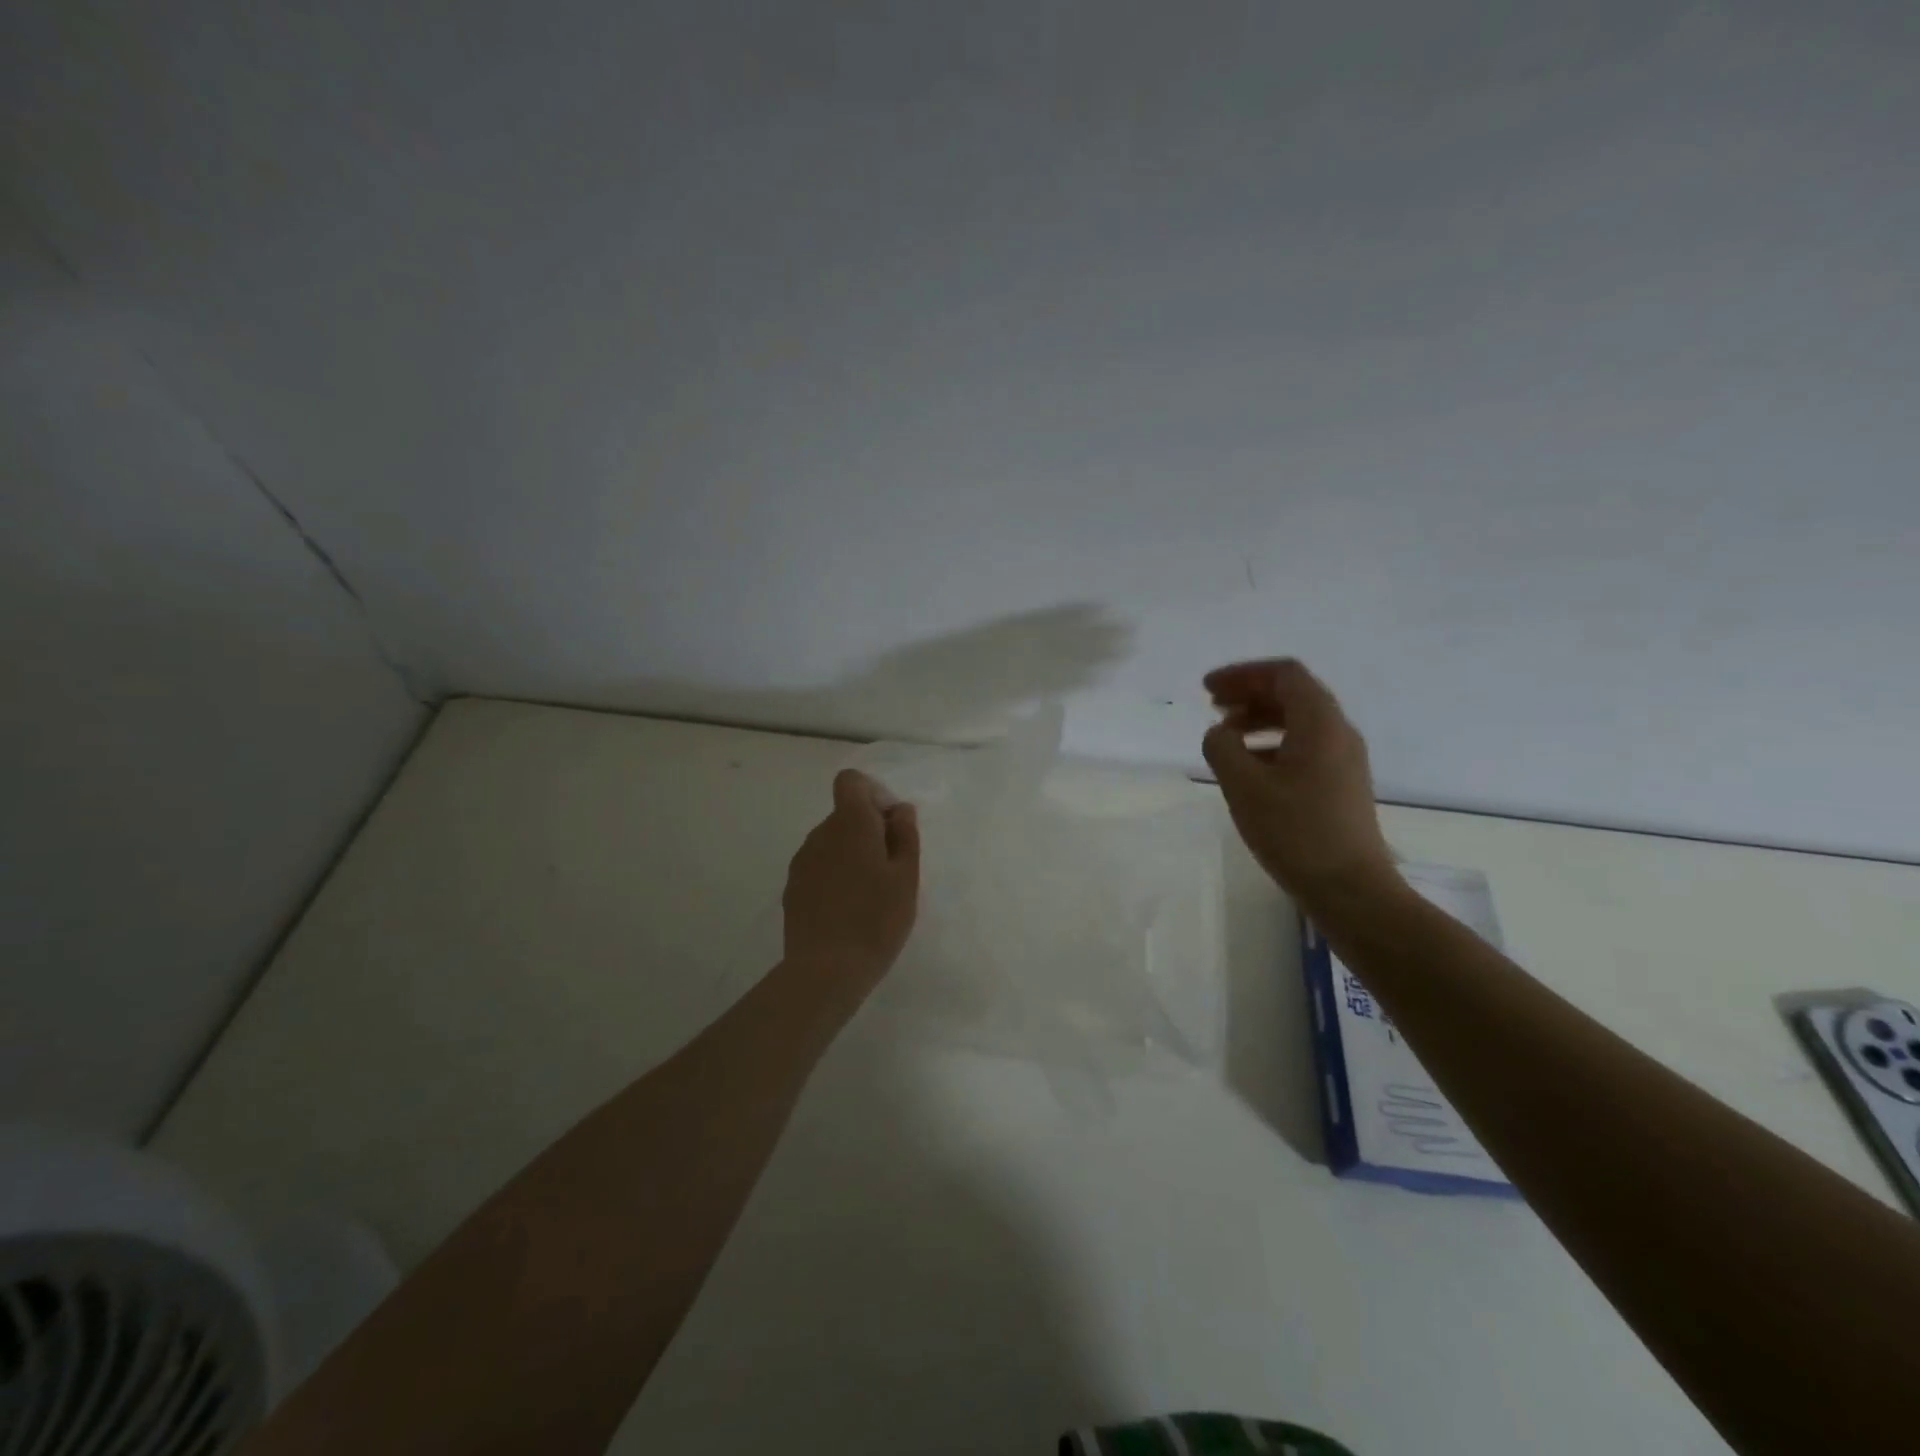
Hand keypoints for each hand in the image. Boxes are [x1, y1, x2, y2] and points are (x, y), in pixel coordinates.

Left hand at [782, 769, 920, 989]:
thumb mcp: (906, 877)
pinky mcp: (793, 888)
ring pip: (832, 842)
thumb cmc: (876, 919)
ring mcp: (802, 862)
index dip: (872, 794)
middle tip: (891, 868)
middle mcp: (820, 835)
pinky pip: (819, 867)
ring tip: (871, 894)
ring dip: (852, 854)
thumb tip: (899, 809)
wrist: (825, 970)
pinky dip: (835, 876)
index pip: (850, 782)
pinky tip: (848, 910)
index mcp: (849, 824)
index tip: (890, 825)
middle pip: (844, 814)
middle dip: (869, 830)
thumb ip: (905, 835)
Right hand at [1201, 658, 1397, 906]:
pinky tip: (1249, 767)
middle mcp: (1338, 733)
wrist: (1350, 888)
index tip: (1208, 689)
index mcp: (1320, 724)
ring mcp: (1344, 760)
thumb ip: (1222, 748)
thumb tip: (1219, 734)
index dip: (1242, 674)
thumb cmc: (1295, 832)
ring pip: (1299, 721)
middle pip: (1293, 694)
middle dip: (1249, 694)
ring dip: (1259, 719)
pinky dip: (1272, 743)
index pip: (1284, 675)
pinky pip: (1304, 746)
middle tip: (1212, 706)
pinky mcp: (1341, 784)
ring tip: (1226, 736)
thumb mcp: (1244, 786)